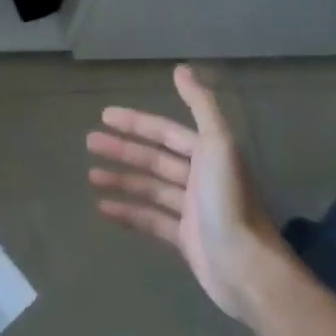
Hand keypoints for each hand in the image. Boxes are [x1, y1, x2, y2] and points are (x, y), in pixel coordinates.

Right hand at [86, 66, 287, 320]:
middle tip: (89, 142)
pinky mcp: (185, 239)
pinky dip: (127, 212)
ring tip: (91, 176)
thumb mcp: (218, 144)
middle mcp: (201, 178)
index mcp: (209, 154)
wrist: (247, 268)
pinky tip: (103, 208)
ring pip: (150, 188)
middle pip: (155, 158)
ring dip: (121, 180)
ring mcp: (192, 210)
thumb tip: (181, 68)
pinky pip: (150, 219)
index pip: (166, 132)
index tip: (105, 116)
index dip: (136, 123)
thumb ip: (201, 105)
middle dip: (123, 149)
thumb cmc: (229, 202)